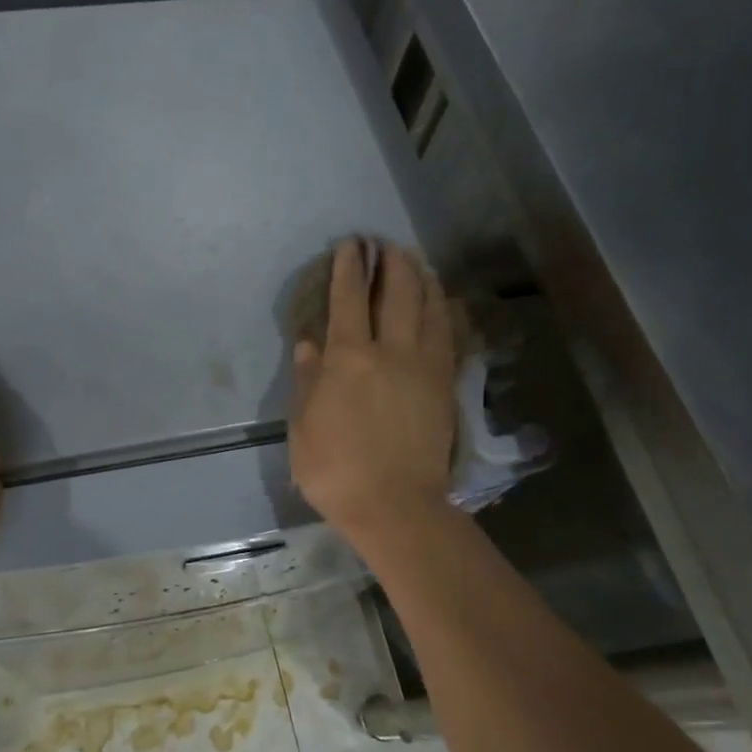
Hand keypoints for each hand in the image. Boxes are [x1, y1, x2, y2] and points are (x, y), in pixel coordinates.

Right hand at [290, 240, 458, 544]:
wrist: (396, 507)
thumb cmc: (336, 470)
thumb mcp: (303, 427)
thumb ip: (307, 380)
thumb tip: (309, 344)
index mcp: (349, 359)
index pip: (347, 300)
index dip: (348, 269)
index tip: (350, 245)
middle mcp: (390, 352)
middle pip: (397, 293)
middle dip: (391, 262)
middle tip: (387, 244)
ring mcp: (424, 367)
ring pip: (429, 309)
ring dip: (422, 279)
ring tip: (416, 261)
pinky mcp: (445, 385)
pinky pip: (448, 336)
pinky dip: (445, 311)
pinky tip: (444, 300)